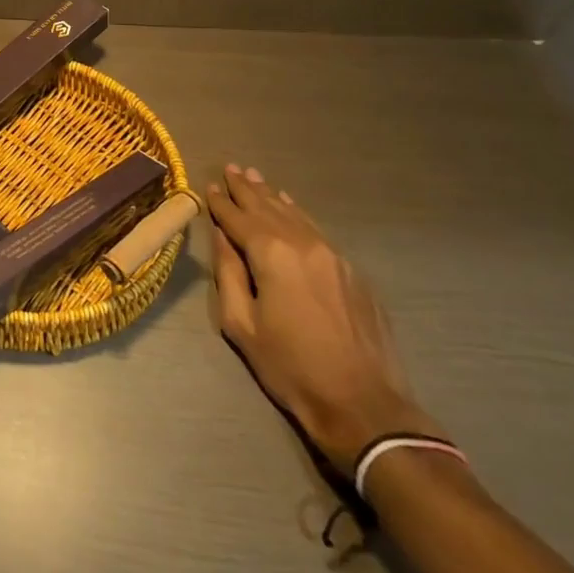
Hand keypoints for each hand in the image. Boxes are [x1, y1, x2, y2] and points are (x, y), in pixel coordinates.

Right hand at [208, 162, 440, 470]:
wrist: (364, 405)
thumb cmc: (291, 368)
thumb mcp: (242, 325)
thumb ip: (228, 273)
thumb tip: (222, 236)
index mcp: (271, 254)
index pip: (238, 218)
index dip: (221, 203)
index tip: (210, 185)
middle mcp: (303, 244)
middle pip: (268, 208)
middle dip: (247, 189)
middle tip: (232, 167)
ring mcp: (333, 255)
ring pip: (295, 215)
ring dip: (272, 196)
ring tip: (256, 178)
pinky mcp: (352, 272)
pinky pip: (317, 231)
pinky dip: (298, 214)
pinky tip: (291, 208)